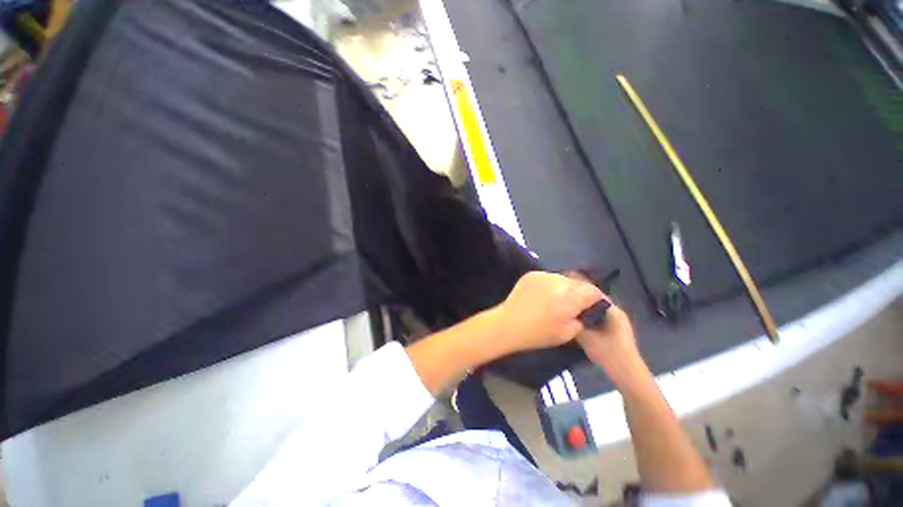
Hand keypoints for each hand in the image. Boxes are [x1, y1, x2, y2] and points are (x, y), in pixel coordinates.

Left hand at [490, 271, 603, 355]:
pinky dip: (549, 285)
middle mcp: (558, 281)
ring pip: (562, 279)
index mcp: (570, 297)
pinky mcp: (531, 274)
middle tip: (572, 305)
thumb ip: (581, 319)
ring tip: (555, 300)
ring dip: (563, 288)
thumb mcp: (568, 333)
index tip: (591, 306)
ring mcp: (543, 275)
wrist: (509, 324)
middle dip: (578, 293)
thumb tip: (583, 310)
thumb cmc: (539, 333)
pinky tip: (542, 296)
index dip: (595, 299)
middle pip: (577, 283)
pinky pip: (547, 277)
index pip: (592, 291)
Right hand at [563, 272, 644, 386]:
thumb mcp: (587, 337)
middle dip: (580, 298)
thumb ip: (574, 323)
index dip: (580, 288)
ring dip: (583, 308)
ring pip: (595, 309)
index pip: (595, 293)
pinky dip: (587, 316)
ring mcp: (616, 322)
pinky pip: (597, 317)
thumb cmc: (609, 353)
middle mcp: (616, 313)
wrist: (627, 375)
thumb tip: (561, 312)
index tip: (565, 286)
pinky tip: (576, 320)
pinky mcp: (614, 330)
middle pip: (595, 300)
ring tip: (566, 307)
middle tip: (563, 297)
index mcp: (613, 311)